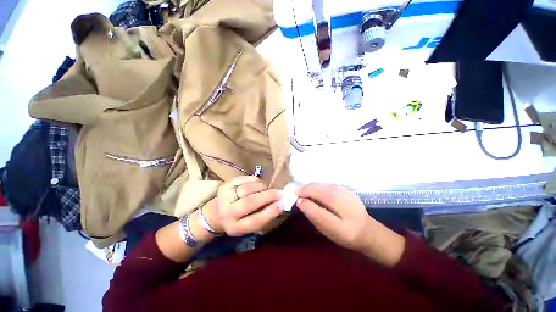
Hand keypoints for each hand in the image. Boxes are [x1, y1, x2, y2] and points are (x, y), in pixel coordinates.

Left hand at [202, 176, 282, 236]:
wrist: (216, 213)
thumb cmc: (237, 220)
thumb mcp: (249, 225)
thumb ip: (264, 216)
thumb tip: (280, 203)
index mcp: (235, 227)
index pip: (255, 220)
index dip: (271, 211)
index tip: (282, 203)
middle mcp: (227, 213)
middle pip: (249, 202)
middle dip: (268, 196)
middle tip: (279, 192)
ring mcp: (224, 197)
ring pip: (247, 188)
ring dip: (262, 187)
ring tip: (267, 189)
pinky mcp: (225, 185)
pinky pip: (244, 179)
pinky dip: (255, 180)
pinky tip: (259, 183)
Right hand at [295, 183, 373, 250]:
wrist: (367, 230)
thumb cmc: (344, 234)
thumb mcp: (328, 231)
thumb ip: (315, 216)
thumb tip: (301, 202)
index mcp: (343, 228)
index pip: (322, 214)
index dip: (307, 205)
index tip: (297, 200)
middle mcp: (348, 210)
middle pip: (324, 195)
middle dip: (308, 190)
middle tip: (296, 191)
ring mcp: (349, 197)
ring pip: (327, 187)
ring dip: (312, 186)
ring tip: (303, 189)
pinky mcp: (348, 190)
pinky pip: (330, 184)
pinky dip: (319, 184)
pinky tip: (313, 187)